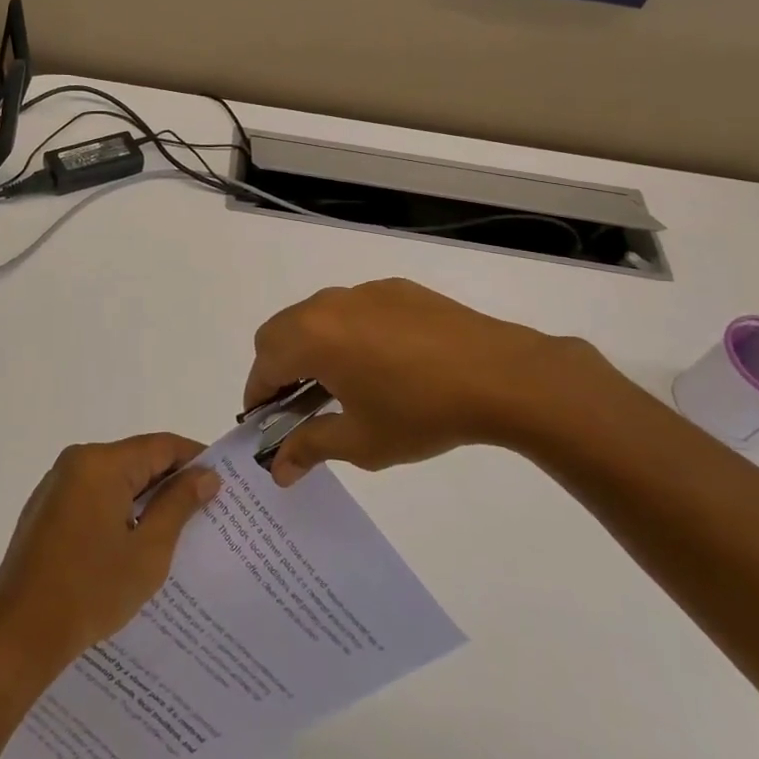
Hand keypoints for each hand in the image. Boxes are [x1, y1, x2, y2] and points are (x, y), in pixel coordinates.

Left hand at [0, 433, 220, 677]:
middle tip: (208, 510)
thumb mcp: (148, 550)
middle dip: (172, 482)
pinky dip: (119, 510)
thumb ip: (179, 505)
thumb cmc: (90, 590)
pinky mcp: (46, 510)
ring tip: (179, 529)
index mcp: (101, 463)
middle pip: (137, 459)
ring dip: (145, 499)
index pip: (161, 446)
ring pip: (115, 479)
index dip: (196, 459)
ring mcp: (57, 486)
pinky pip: (94, 496)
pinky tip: (135, 542)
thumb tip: (206, 475)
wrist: (18, 634)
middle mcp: (76, 462)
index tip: (225, 481)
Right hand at [245, 278, 633, 485]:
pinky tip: (381, 362)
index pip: (263, 364)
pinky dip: (346, 332)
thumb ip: (310, 448)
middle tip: (297, 405)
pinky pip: (353, 308)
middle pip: (280, 332)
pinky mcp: (395, 289)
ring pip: (315, 316)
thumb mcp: (361, 442)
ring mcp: (363, 292)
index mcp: (311, 337)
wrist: (501, 376)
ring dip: (310, 347)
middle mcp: (328, 305)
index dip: (257, 396)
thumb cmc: (422, 413)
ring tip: (339, 383)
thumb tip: (278, 468)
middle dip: (277, 368)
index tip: (264, 423)